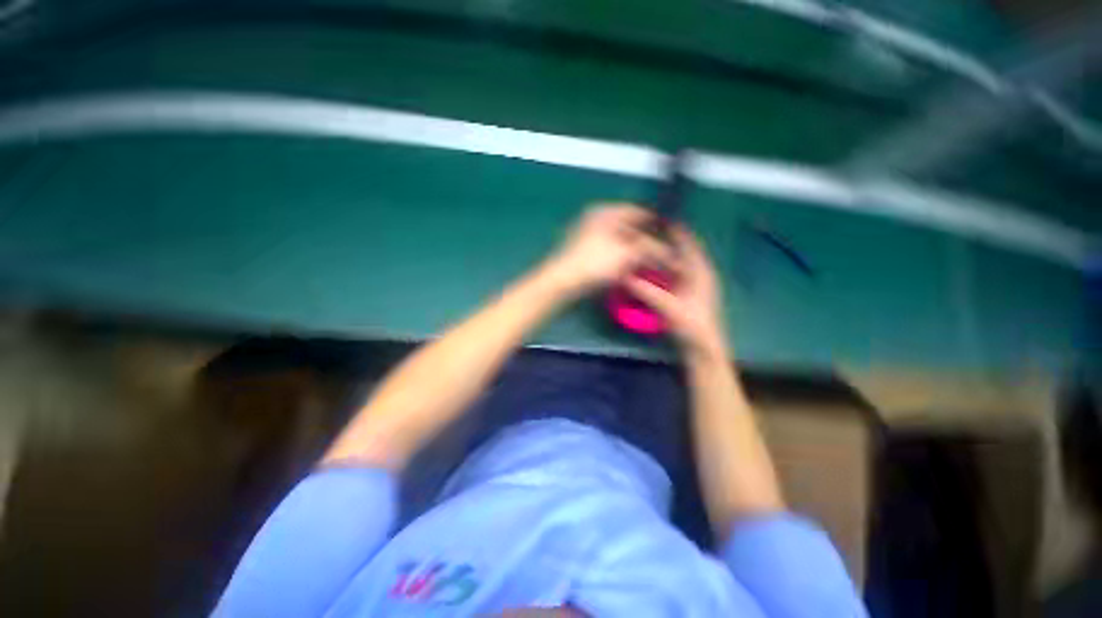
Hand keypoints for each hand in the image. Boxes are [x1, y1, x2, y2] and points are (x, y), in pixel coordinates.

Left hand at [542, 203, 667, 295]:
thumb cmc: (595, 262)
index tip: (670, 236)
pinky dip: (622, 258)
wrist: (564, 280)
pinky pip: (610, 251)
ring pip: (620, 240)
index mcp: (606, 212)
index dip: (656, 223)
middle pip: (630, 226)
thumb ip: (651, 248)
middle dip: (646, 240)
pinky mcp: (586, 252)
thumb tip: (667, 251)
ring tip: (648, 262)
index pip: (638, 211)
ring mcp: (590, 235)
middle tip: (660, 253)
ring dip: (634, 251)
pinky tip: (630, 269)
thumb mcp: (628, 253)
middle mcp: (597, 219)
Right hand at [626, 226, 728, 360]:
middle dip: (670, 241)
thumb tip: (627, 277)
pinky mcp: (690, 294)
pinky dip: (666, 269)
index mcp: (701, 273)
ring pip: (681, 263)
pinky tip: (653, 270)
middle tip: (650, 232)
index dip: (678, 232)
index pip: (690, 245)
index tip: (663, 220)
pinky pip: (677, 274)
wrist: (703, 347)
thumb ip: (648, 292)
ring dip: (668, 254)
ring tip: (649, 247)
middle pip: (685, 251)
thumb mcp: (669, 308)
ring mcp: (696, 285)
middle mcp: (700, 275)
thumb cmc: (691, 325)